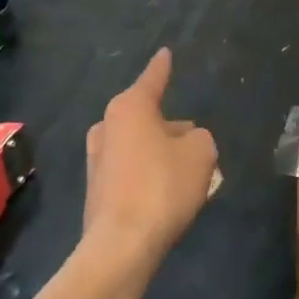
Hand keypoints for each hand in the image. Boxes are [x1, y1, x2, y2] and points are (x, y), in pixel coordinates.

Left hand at [82, 48, 219, 269]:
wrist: (121, 246)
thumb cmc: (163, 186)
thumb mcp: (201, 153)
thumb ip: (199, 139)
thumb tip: (186, 141)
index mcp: (130, 108)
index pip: (152, 79)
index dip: (162, 67)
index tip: (165, 52)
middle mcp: (107, 127)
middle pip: (146, 116)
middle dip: (169, 125)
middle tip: (193, 137)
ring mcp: (97, 160)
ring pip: (138, 145)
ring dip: (160, 151)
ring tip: (187, 168)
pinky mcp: (97, 191)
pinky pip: (131, 170)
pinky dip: (149, 174)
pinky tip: (169, 193)